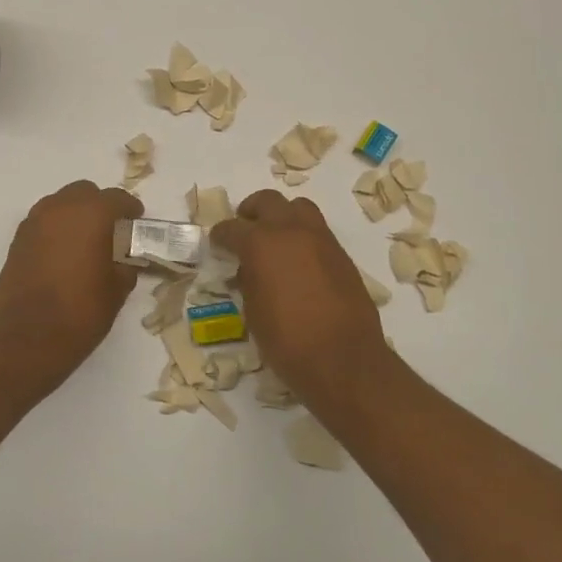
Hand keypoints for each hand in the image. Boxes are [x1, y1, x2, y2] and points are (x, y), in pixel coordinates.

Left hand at [0, 180, 143, 396]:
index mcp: (90, 215)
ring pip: (60, 204)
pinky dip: (56, 230)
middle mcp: (59, 209)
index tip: (137, 221)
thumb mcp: (117, 290)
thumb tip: (124, 259)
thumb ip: (125, 265)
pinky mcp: (17, 242)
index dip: (130, 208)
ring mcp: (33, 223)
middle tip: (112, 230)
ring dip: (75, 214)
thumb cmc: (80, 313)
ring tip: (87, 242)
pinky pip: (43, 223)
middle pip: (84, 192)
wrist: (26, 341)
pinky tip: (64, 255)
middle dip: (100, 205)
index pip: (116, 198)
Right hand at [211, 190, 389, 395]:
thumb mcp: (254, 311)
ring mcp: (321, 239)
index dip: (221, 235)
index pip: (232, 228)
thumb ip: (249, 281)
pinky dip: (303, 237)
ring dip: (283, 216)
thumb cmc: (287, 341)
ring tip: (275, 239)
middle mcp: (291, 231)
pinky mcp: (341, 254)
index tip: (217, 243)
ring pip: (299, 208)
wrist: (343, 359)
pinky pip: (318, 231)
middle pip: (267, 202)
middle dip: (251, 211)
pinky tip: (299, 262)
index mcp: (261, 243)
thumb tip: (249, 270)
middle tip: (244, 228)